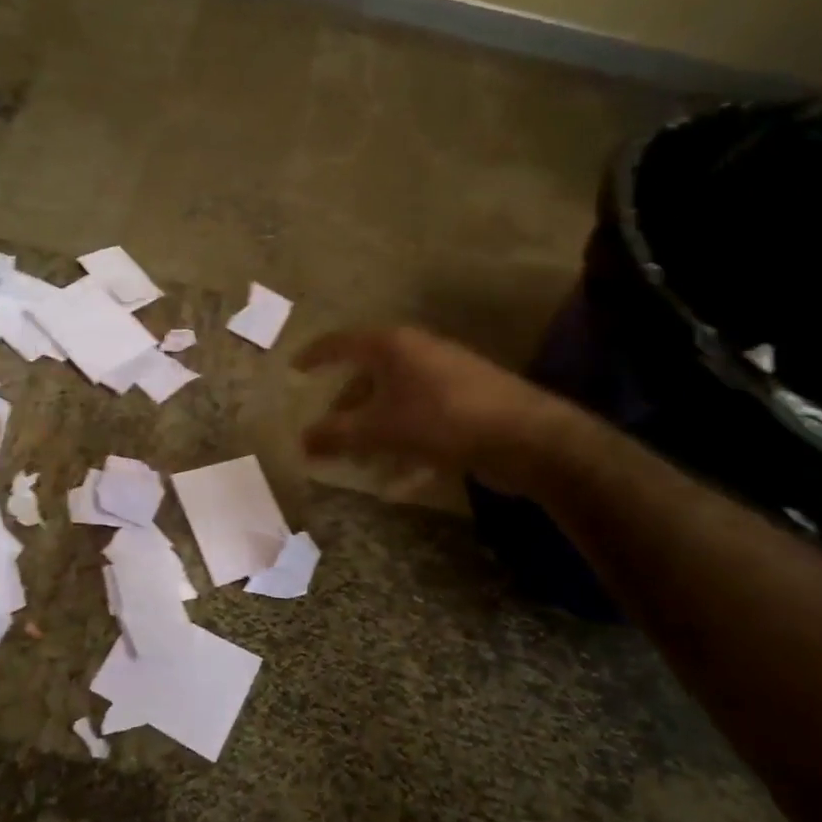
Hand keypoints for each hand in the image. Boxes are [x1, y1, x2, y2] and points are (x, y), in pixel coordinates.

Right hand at [295, 326, 573, 494]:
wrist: (526, 436)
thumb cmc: (441, 420)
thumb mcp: (379, 430)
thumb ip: (335, 435)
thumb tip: (301, 441)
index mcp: (393, 345)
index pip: (342, 342)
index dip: (316, 355)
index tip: (295, 369)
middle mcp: (418, 352)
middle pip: (369, 374)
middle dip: (345, 406)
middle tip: (327, 430)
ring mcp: (445, 376)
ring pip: (394, 400)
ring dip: (373, 429)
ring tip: (357, 459)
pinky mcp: (465, 403)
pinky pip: (419, 420)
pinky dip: (402, 443)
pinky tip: (397, 479)